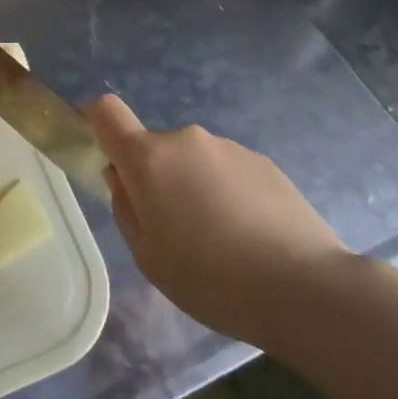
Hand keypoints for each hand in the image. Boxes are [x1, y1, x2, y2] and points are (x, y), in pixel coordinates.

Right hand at [86, 94, 345, 344]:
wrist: (304, 287)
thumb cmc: (211, 278)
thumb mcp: (148, 256)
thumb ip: (126, 208)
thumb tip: (123, 178)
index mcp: (149, 158)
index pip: (106, 111)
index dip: (93, 119)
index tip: (95, 145)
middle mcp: (186, 139)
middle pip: (153, 148)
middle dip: (154, 178)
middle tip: (173, 229)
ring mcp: (228, 147)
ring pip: (193, 161)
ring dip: (193, 187)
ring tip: (220, 241)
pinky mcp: (263, 162)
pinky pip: (226, 171)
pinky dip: (226, 193)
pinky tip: (249, 236)